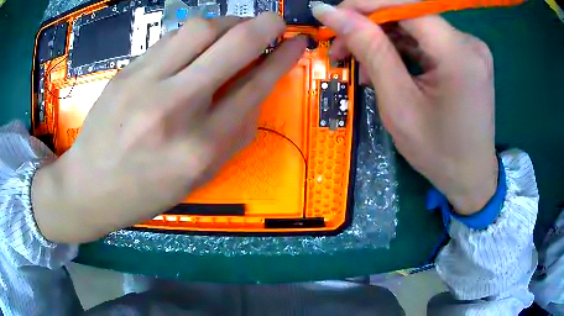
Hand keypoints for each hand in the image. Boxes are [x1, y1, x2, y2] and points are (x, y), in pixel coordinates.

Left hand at [32, 14, 306, 242]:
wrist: (90, 187)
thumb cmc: (146, 192)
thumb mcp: (199, 177)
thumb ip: (234, 134)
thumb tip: (256, 90)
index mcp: (200, 147)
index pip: (254, 87)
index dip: (282, 59)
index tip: (296, 42)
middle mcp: (175, 108)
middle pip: (232, 45)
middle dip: (264, 25)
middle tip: (275, 22)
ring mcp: (145, 84)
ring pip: (199, 29)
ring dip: (228, 23)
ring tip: (233, 32)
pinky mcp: (126, 72)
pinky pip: (170, 38)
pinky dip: (193, 35)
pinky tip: (195, 45)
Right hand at [312, 1, 497, 214]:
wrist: (471, 177)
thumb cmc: (438, 152)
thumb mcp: (399, 105)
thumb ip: (370, 50)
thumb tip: (330, 12)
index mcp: (458, 53)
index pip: (405, 6)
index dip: (364, 5)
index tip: (330, 17)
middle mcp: (468, 42)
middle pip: (409, 14)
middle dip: (369, 25)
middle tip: (340, 47)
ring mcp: (469, 48)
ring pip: (415, 26)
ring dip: (383, 39)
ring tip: (360, 64)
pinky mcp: (465, 56)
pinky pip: (427, 41)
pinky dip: (401, 49)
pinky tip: (386, 67)